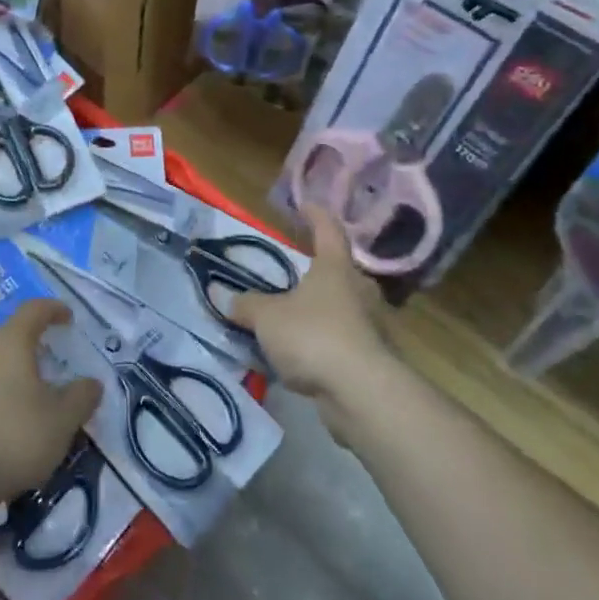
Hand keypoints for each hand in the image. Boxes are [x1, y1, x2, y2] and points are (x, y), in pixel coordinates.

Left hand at [0, 299, 101, 507]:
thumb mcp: (62, 420)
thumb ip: (81, 397)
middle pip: (11, 340)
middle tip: (55, 366)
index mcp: (12, 345)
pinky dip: (0, 405)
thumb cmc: (15, 437)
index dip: (52, 309)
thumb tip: (92, 383)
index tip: (68, 317)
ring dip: (16, 380)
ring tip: (36, 405)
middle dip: (34, 349)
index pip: (32, 311)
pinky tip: (11, 431)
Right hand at [230, 207, 392, 419]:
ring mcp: (372, 325)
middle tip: (295, 273)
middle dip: (319, 270)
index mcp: (335, 268)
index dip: (316, 216)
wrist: (362, 393)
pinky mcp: (374, 358)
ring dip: (322, 310)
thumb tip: (224, 296)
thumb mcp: (267, 317)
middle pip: (340, 270)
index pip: (328, 230)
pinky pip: (344, 340)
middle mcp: (359, 290)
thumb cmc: (314, 336)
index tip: (306, 206)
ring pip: (343, 307)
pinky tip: (305, 355)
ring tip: (294, 318)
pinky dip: (325, 342)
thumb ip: (246, 305)